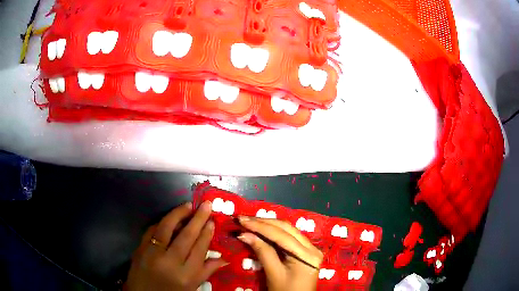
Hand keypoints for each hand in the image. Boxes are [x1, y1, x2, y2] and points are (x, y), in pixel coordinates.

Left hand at [125, 201, 226, 290]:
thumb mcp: (191, 287)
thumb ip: (207, 271)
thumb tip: (225, 258)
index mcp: (186, 276)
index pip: (199, 250)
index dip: (206, 234)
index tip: (212, 221)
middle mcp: (170, 263)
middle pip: (186, 236)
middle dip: (197, 219)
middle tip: (206, 205)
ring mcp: (152, 254)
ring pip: (166, 229)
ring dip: (178, 214)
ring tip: (188, 205)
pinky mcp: (140, 248)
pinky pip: (152, 231)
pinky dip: (161, 222)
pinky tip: (169, 218)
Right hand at [238, 217, 322, 290]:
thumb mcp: (273, 274)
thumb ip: (262, 252)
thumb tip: (245, 234)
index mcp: (307, 255)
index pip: (281, 235)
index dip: (260, 226)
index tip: (242, 220)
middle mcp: (312, 247)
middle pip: (287, 229)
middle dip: (264, 222)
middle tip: (244, 219)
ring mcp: (311, 248)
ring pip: (289, 230)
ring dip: (269, 225)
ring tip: (251, 222)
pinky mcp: (307, 251)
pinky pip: (290, 237)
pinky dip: (275, 232)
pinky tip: (263, 229)